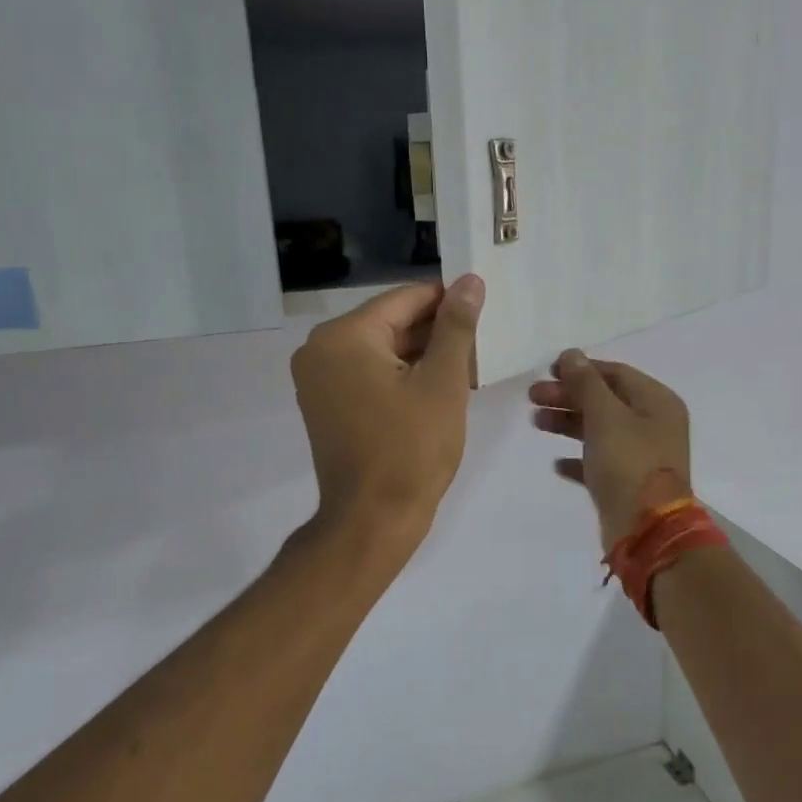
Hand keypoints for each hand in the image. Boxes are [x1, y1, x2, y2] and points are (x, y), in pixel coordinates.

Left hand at [291, 275, 483, 556]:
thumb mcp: (443, 382)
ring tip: (468, 370)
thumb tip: (469, 281)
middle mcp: (320, 350)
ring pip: (381, 352)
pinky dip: (401, 379)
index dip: (448, 301)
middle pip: (390, 324)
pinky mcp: (326, 408)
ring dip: (422, 358)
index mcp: (344, 336)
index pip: (404, 300)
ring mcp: (319, 382)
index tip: (483, 310)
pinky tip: (438, 390)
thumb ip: (456, 326)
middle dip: (436, 333)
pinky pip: (369, 377)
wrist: (373, 521)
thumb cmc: (411, 449)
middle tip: (480, 346)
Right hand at [529, 351, 691, 548]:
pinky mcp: (628, 484)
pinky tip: (557, 462)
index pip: (616, 374)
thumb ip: (586, 383)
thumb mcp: (605, 416)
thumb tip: (571, 354)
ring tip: (536, 422)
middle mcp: (653, 426)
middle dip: (569, 396)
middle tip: (533, 397)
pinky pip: (600, 463)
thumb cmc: (628, 463)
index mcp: (657, 403)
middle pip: (605, 401)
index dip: (581, 369)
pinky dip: (578, 459)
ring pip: (600, 430)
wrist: (646, 530)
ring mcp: (642, 456)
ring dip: (568, 423)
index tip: (547, 371)